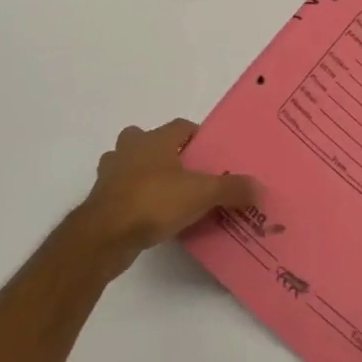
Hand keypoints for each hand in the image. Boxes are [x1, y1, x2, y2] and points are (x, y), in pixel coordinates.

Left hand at [70, 120, 258, 279]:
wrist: (105, 235)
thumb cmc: (154, 201)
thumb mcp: (201, 194)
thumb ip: (231, 189)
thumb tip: (260, 187)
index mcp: (155, 139)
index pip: (180, 126)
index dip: (197, 137)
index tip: (211, 154)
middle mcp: (130, 149)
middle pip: (149, 140)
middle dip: (165, 152)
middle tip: (187, 173)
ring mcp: (110, 173)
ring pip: (130, 164)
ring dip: (144, 174)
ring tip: (168, 195)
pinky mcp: (101, 199)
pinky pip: (122, 191)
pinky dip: (134, 197)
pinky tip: (150, 216)